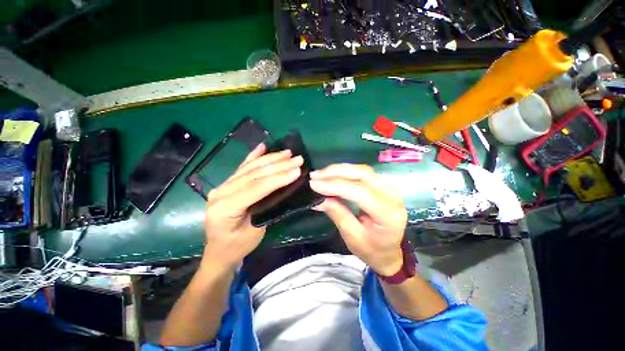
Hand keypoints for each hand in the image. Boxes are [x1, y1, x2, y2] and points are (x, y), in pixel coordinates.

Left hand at [203, 144, 302, 269]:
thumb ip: (267, 209)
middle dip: (278, 165)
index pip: (256, 188)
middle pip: (253, 175)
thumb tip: (284, 190)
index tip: (297, 170)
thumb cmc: (238, 246)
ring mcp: (222, 186)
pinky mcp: (226, 184)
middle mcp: (220, 193)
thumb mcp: (256, 232)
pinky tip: (262, 147)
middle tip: (297, 159)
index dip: (278, 178)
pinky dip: (253, 156)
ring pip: (249, 168)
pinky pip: (241, 168)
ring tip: (287, 153)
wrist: (218, 251)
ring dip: (270, 159)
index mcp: (225, 208)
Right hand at [309, 164, 407, 275]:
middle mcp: (392, 196)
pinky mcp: (383, 185)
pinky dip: (346, 172)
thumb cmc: (371, 250)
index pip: (360, 192)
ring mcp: (389, 188)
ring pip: (362, 170)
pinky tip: (333, 174)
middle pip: (363, 175)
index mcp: (388, 214)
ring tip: (321, 174)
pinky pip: (363, 173)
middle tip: (316, 175)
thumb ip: (338, 215)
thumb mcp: (352, 237)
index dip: (335, 186)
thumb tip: (320, 199)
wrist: (389, 252)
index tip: (314, 185)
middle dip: (336, 172)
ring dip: (340, 170)